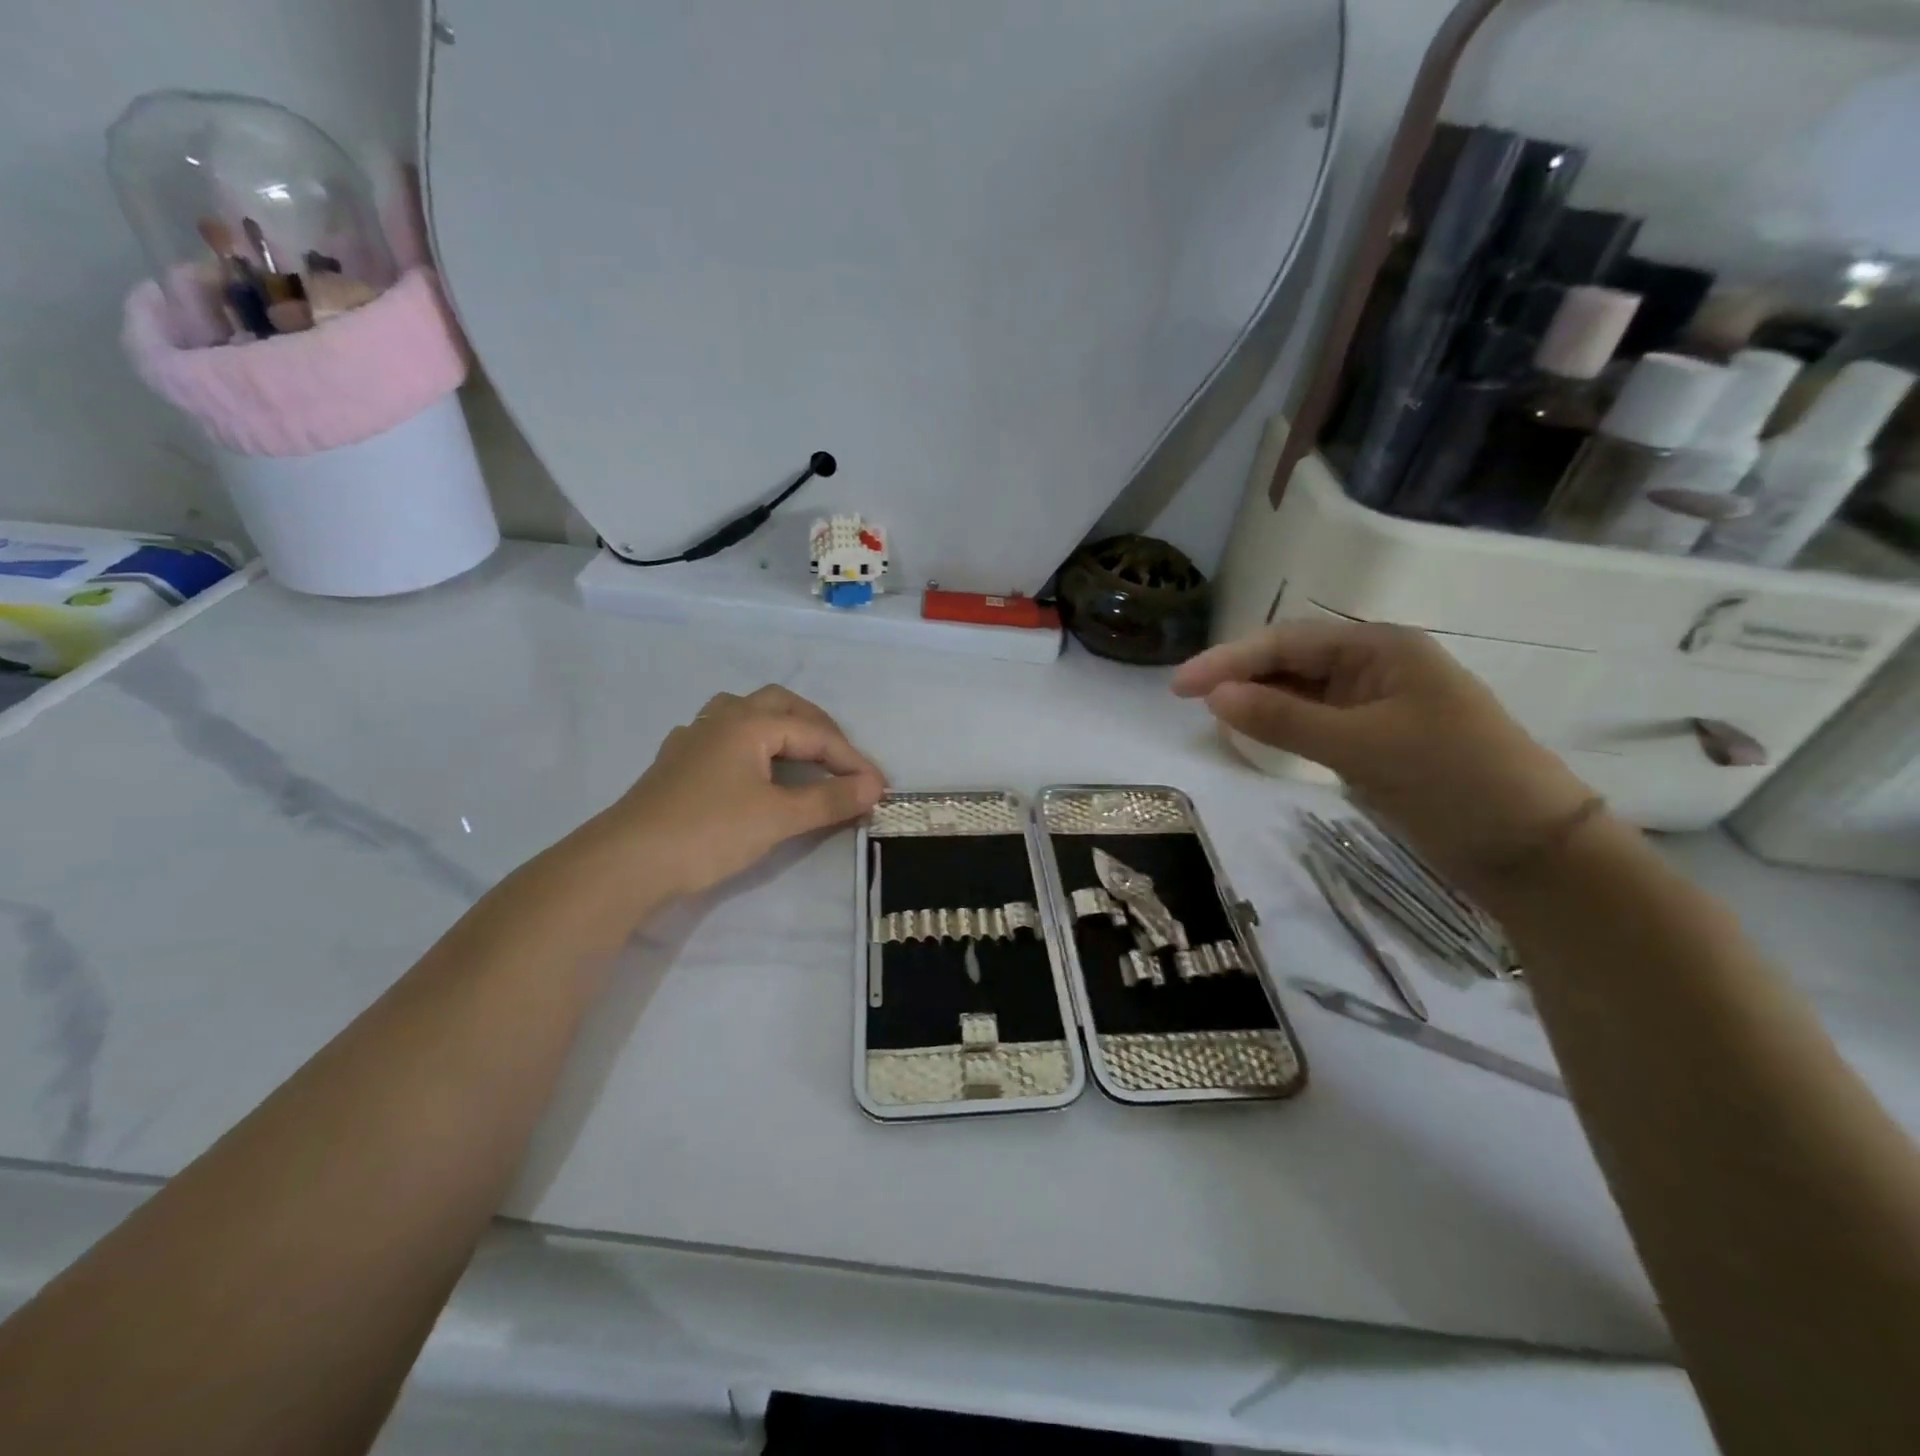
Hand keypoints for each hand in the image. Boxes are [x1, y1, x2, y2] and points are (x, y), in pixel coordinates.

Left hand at [588, 685, 885, 899]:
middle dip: (818, 729)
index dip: (851, 760)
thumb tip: (874, 787)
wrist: (626, 863)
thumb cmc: (708, 832)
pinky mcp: (675, 764)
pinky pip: (722, 737)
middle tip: (842, 761)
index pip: (814, 733)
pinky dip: (750, 745)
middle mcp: (721, 719)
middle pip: (780, 705)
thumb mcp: (778, 817)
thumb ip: (829, 800)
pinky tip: (749, 769)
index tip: (878, 788)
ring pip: (745, 714)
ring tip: (800, 753)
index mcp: (749, 722)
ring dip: (780, 727)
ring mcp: (693, 739)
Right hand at [1173, 622, 1594, 889]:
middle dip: (1239, 675)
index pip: (1287, 643)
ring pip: (1301, 691)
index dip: (1229, 661)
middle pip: (1292, 660)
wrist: (1532, 850)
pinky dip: (1283, 724)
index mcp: (1380, 648)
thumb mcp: (1362, 746)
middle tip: (1187, 699)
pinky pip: (1316, 720)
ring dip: (1259, 699)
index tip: (1179, 687)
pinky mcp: (1376, 740)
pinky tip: (1256, 732)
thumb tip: (1213, 697)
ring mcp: (1377, 704)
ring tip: (1211, 714)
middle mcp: (1375, 666)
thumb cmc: (1453, 781)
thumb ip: (1283, 720)